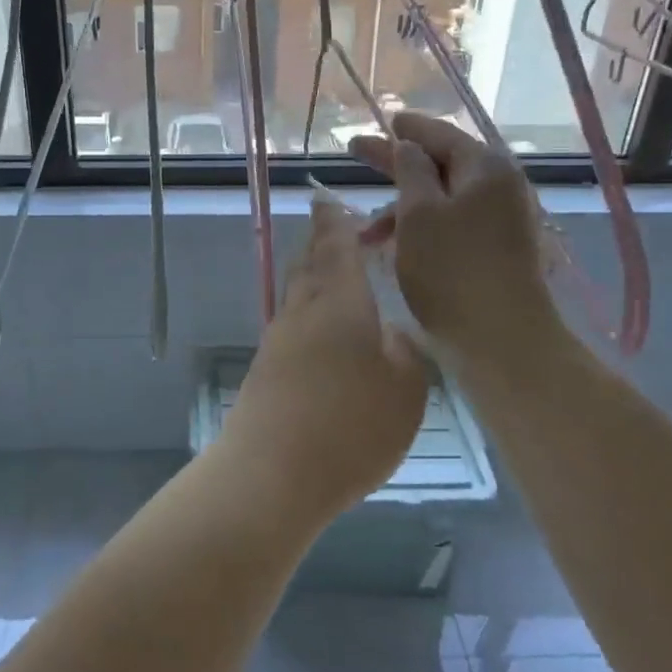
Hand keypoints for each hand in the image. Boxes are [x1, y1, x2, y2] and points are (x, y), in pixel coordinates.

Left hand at [222, 199, 429, 523]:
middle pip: (308, 263)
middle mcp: (302, 310)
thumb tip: (391, 334)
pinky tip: (326, 332)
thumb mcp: (405, 390)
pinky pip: (292, 324)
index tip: (330, 198)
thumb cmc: (349, 425)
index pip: (334, 244)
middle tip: (341, 232)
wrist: (271, 473)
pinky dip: (310, 313)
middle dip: (323, 242)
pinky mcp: (267, 369)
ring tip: (339, 277)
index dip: (335, 220)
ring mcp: (278, 340)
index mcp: (338, 300)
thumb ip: (404, 353)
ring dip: (315, 276)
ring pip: (297, 293)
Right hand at [349, 112, 562, 357]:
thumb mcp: (419, 212)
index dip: (405, 127)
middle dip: (397, 163)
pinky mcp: (495, 249)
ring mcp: (500, 219)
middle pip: (441, 163)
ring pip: (442, 198)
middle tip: (357, 153)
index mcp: (485, 168)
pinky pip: (451, 223)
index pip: (440, 134)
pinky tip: (394, 246)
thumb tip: (407, 145)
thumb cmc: (452, 268)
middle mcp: (499, 187)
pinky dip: (420, 228)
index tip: (381, 120)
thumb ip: (410, 170)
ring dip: (402, 206)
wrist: (501, 337)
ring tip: (367, 232)